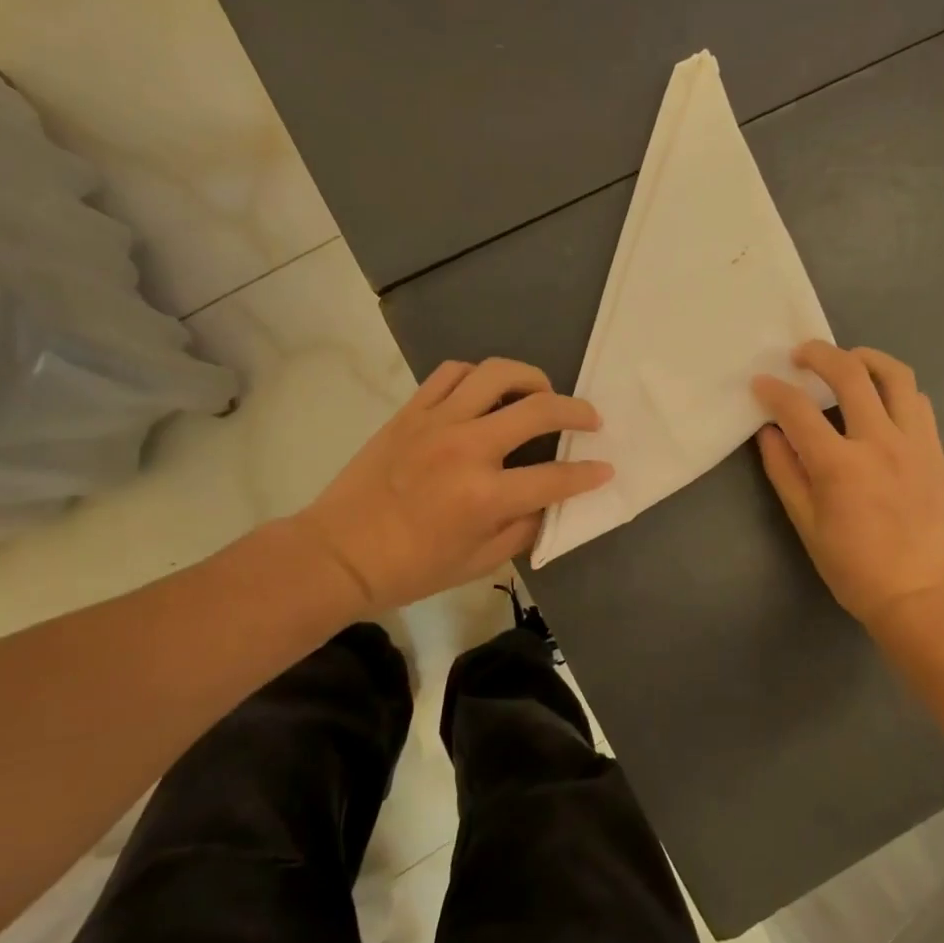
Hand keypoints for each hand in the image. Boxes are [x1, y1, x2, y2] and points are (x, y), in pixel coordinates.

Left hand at [291, 358, 611, 612]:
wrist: (338, 553)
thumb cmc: (411, 569)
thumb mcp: (479, 563)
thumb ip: (523, 529)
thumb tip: (549, 501)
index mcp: (485, 496)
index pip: (556, 477)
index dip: (589, 474)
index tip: (605, 468)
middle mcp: (467, 449)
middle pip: (538, 409)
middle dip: (577, 411)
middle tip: (590, 419)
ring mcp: (436, 423)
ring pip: (496, 374)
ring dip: (531, 378)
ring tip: (542, 393)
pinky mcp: (411, 411)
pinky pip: (452, 374)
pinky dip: (480, 376)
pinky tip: (489, 391)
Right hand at [753, 341, 943, 629]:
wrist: (919, 592)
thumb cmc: (853, 567)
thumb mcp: (806, 524)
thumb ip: (785, 472)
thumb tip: (769, 432)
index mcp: (839, 465)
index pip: (798, 410)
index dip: (773, 391)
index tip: (760, 383)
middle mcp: (879, 441)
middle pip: (849, 373)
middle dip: (819, 354)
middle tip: (801, 354)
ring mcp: (914, 442)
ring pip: (895, 375)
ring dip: (866, 358)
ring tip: (848, 361)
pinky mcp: (936, 449)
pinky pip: (918, 401)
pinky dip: (895, 388)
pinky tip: (880, 399)